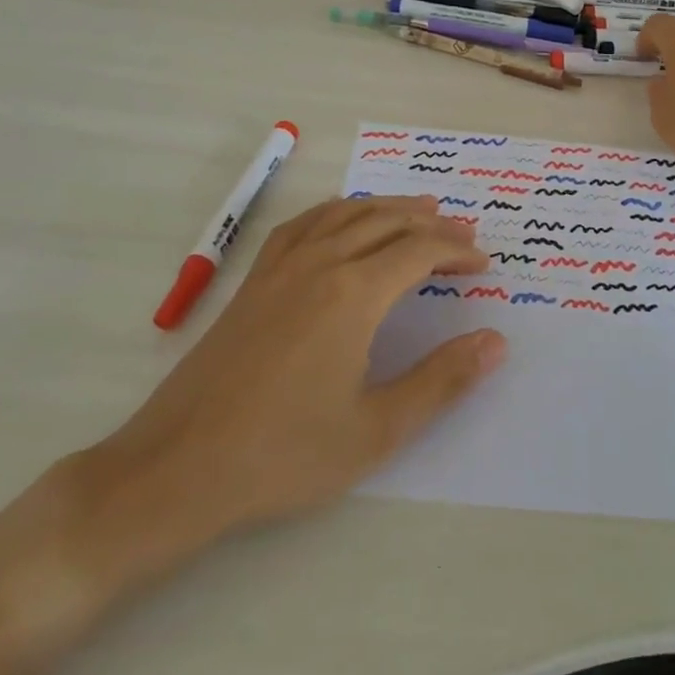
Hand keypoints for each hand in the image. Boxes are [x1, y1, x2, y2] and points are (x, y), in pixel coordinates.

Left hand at [56, 196, 502, 602]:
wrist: (180, 467)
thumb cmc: (284, 453)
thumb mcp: (377, 429)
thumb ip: (442, 380)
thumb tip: (495, 341)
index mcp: (353, 294)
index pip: (418, 252)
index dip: (456, 252)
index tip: (483, 264)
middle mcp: (320, 264)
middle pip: (386, 222)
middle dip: (431, 224)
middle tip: (463, 232)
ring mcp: (281, 267)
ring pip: (345, 214)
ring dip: (387, 207)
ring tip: (418, 209)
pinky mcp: (254, 280)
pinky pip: (303, 224)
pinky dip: (336, 212)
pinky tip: (342, 220)